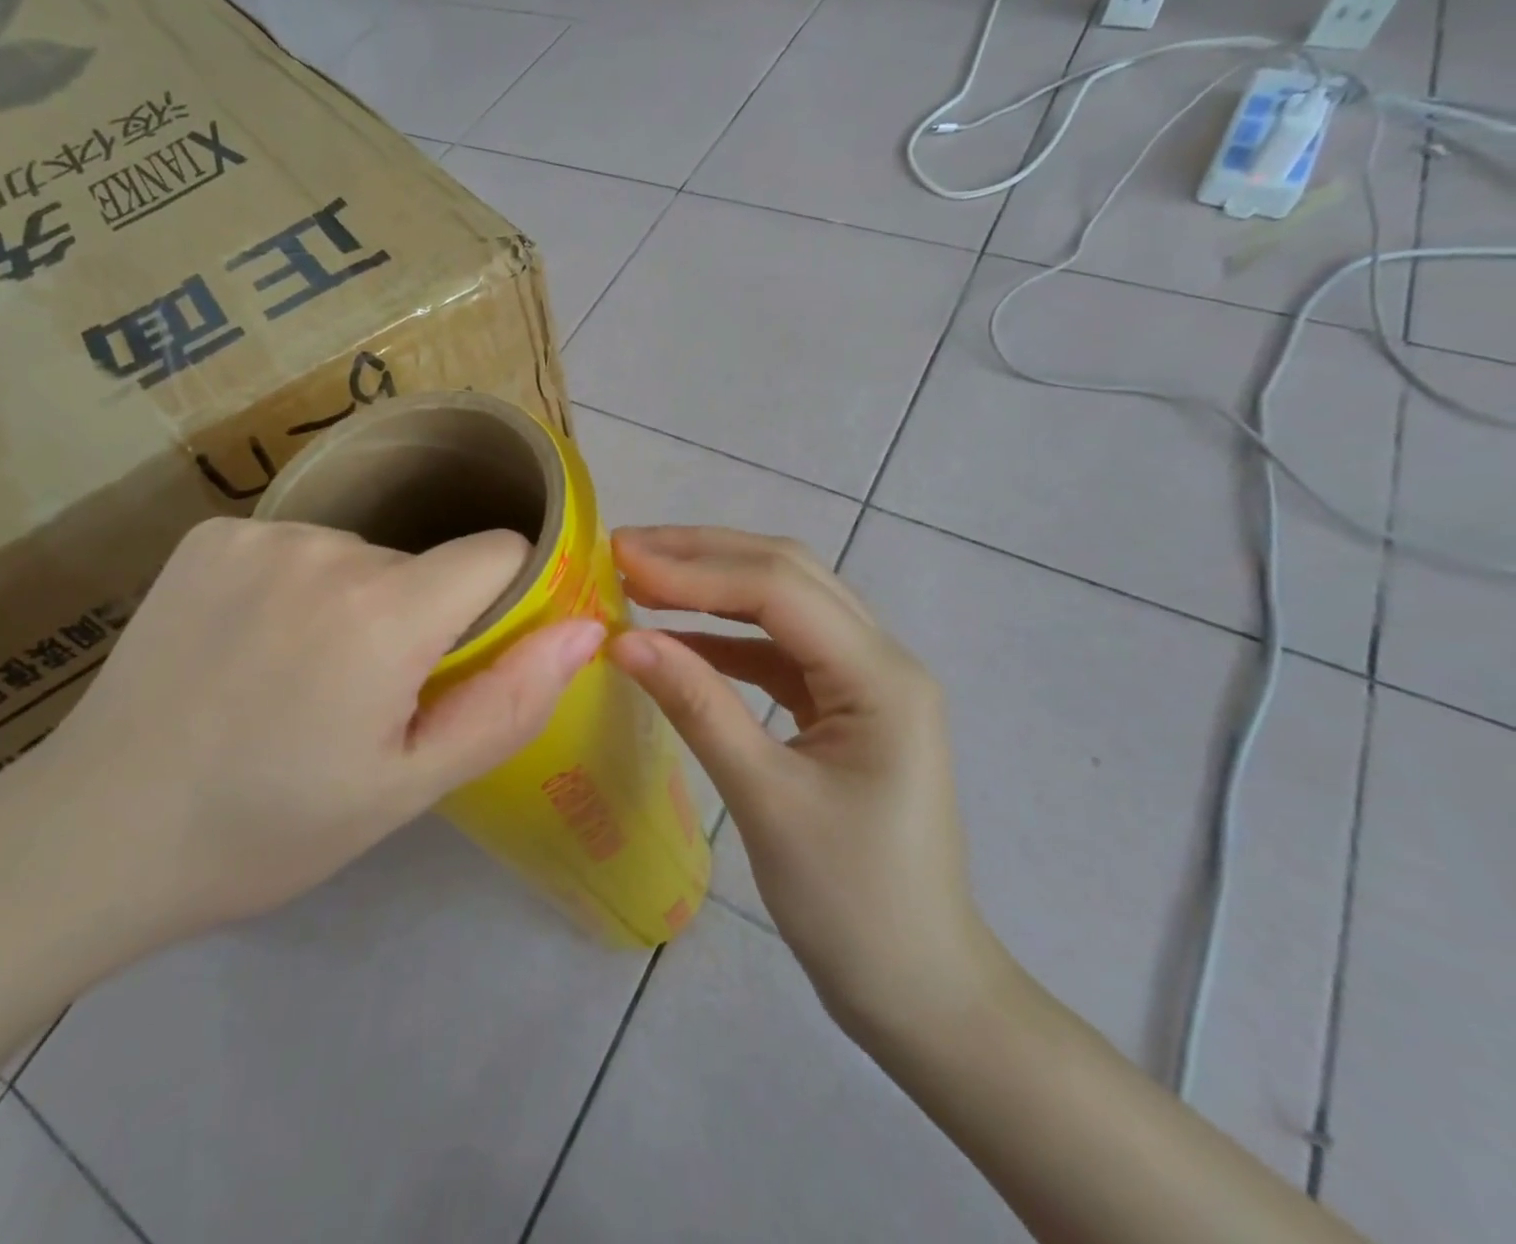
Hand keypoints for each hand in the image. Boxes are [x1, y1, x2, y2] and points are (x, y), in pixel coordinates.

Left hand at [16, 518, 603, 948]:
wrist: (95, 835)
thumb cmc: (269, 828)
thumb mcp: (408, 787)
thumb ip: (508, 702)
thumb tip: (585, 629)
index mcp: (384, 612)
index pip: (498, 550)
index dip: (503, 599)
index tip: (472, 654)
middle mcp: (326, 548)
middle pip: (424, 562)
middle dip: (421, 618)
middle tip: (368, 698)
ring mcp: (259, 534)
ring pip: (361, 555)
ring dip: (358, 603)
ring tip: (303, 678)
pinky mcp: (209, 535)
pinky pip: (297, 548)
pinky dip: (298, 587)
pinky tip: (252, 647)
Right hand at [607, 526, 1003, 1041]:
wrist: (917, 987)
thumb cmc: (850, 904)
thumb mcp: (765, 800)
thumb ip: (697, 707)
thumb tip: (622, 640)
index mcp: (881, 677)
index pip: (779, 589)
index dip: (695, 568)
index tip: (620, 559)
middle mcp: (882, 660)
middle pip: (788, 576)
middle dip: (704, 555)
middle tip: (624, 549)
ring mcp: (866, 682)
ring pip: (785, 605)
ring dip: (715, 586)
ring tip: (642, 578)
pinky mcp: (844, 708)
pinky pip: (781, 651)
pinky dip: (727, 636)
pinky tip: (678, 639)